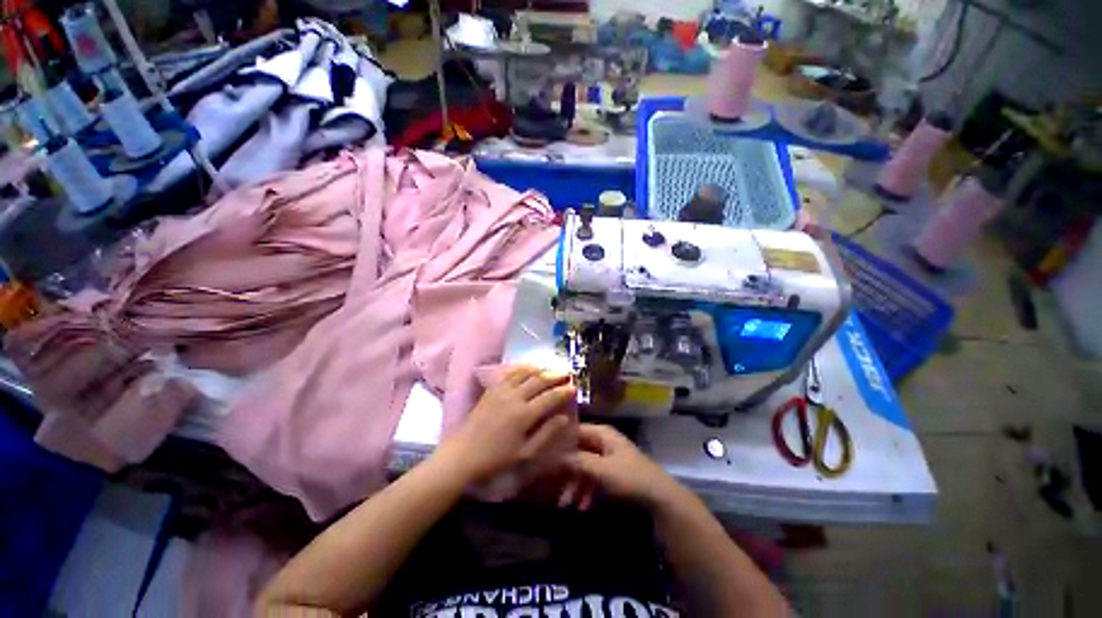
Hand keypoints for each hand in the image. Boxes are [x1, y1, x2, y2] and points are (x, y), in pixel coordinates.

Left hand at [435, 365, 576, 483]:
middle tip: (567, 372)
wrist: (463, 453)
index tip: (574, 387)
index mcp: (524, 414)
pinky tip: (529, 368)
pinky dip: (522, 368)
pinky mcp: (492, 389)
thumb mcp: (526, 453)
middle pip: (539, 381)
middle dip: (555, 375)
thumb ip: (547, 433)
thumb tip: (564, 418)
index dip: (564, 391)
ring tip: (551, 367)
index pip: (550, 397)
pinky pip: (510, 373)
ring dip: (540, 368)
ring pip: (525, 373)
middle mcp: (514, 397)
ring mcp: (502, 390)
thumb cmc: (496, 457)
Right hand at [561, 423, 683, 509]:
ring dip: (575, 484)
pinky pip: (594, 478)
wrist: (660, 497)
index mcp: (601, 433)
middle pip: (578, 451)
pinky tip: (582, 507)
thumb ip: (577, 461)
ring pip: (585, 467)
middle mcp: (603, 442)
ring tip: (566, 504)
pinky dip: (587, 491)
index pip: (574, 430)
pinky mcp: (613, 474)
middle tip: (551, 487)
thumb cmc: (629, 476)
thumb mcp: (601, 469)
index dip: (560, 441)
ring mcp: (608, 458)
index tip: (543, 454)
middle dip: (566, 470)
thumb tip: (553, 456)